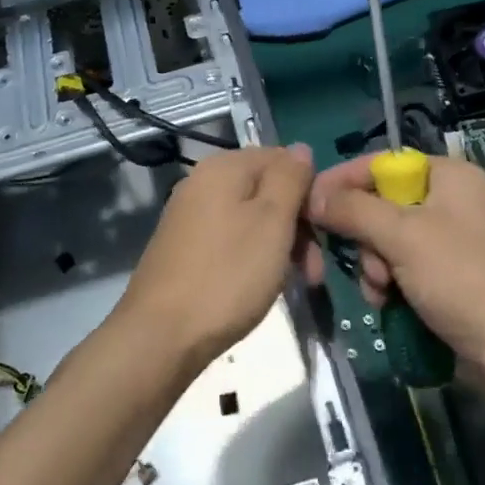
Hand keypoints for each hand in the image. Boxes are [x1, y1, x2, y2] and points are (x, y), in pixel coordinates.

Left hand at [117, 145, 315, 368]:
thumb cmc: (227, 274)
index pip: (282, 158)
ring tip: (293, 284)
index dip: (308, 191)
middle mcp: (203, 182)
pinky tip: (260, 285)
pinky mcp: (184, 246)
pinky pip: (231, 238)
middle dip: (296, 224)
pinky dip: (252, 256)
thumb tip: (301, 149)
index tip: (323, 231)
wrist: (161, 336)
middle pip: (266, 189)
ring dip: (278, 245)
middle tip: (312, 271)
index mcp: (224, 166)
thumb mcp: (272, 221)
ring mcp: (190, 215)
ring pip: (251, 217)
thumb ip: (290, 178)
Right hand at [306, 154, 484, 369]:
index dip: (343, 180)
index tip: (310, 203)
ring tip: (380, 292)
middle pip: (383, 203)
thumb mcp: (402, 237)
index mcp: (450, 176)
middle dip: (365, 236)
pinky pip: (405, 265)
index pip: (382, 163)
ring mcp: (455, 239)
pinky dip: (391, 281)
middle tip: (365, 265)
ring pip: (389, 239)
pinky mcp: (453, 274)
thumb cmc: (462, 280)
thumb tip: (312, 195)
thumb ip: (353, 210)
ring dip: (375, 265)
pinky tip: (388, 303)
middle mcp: (454, 200)